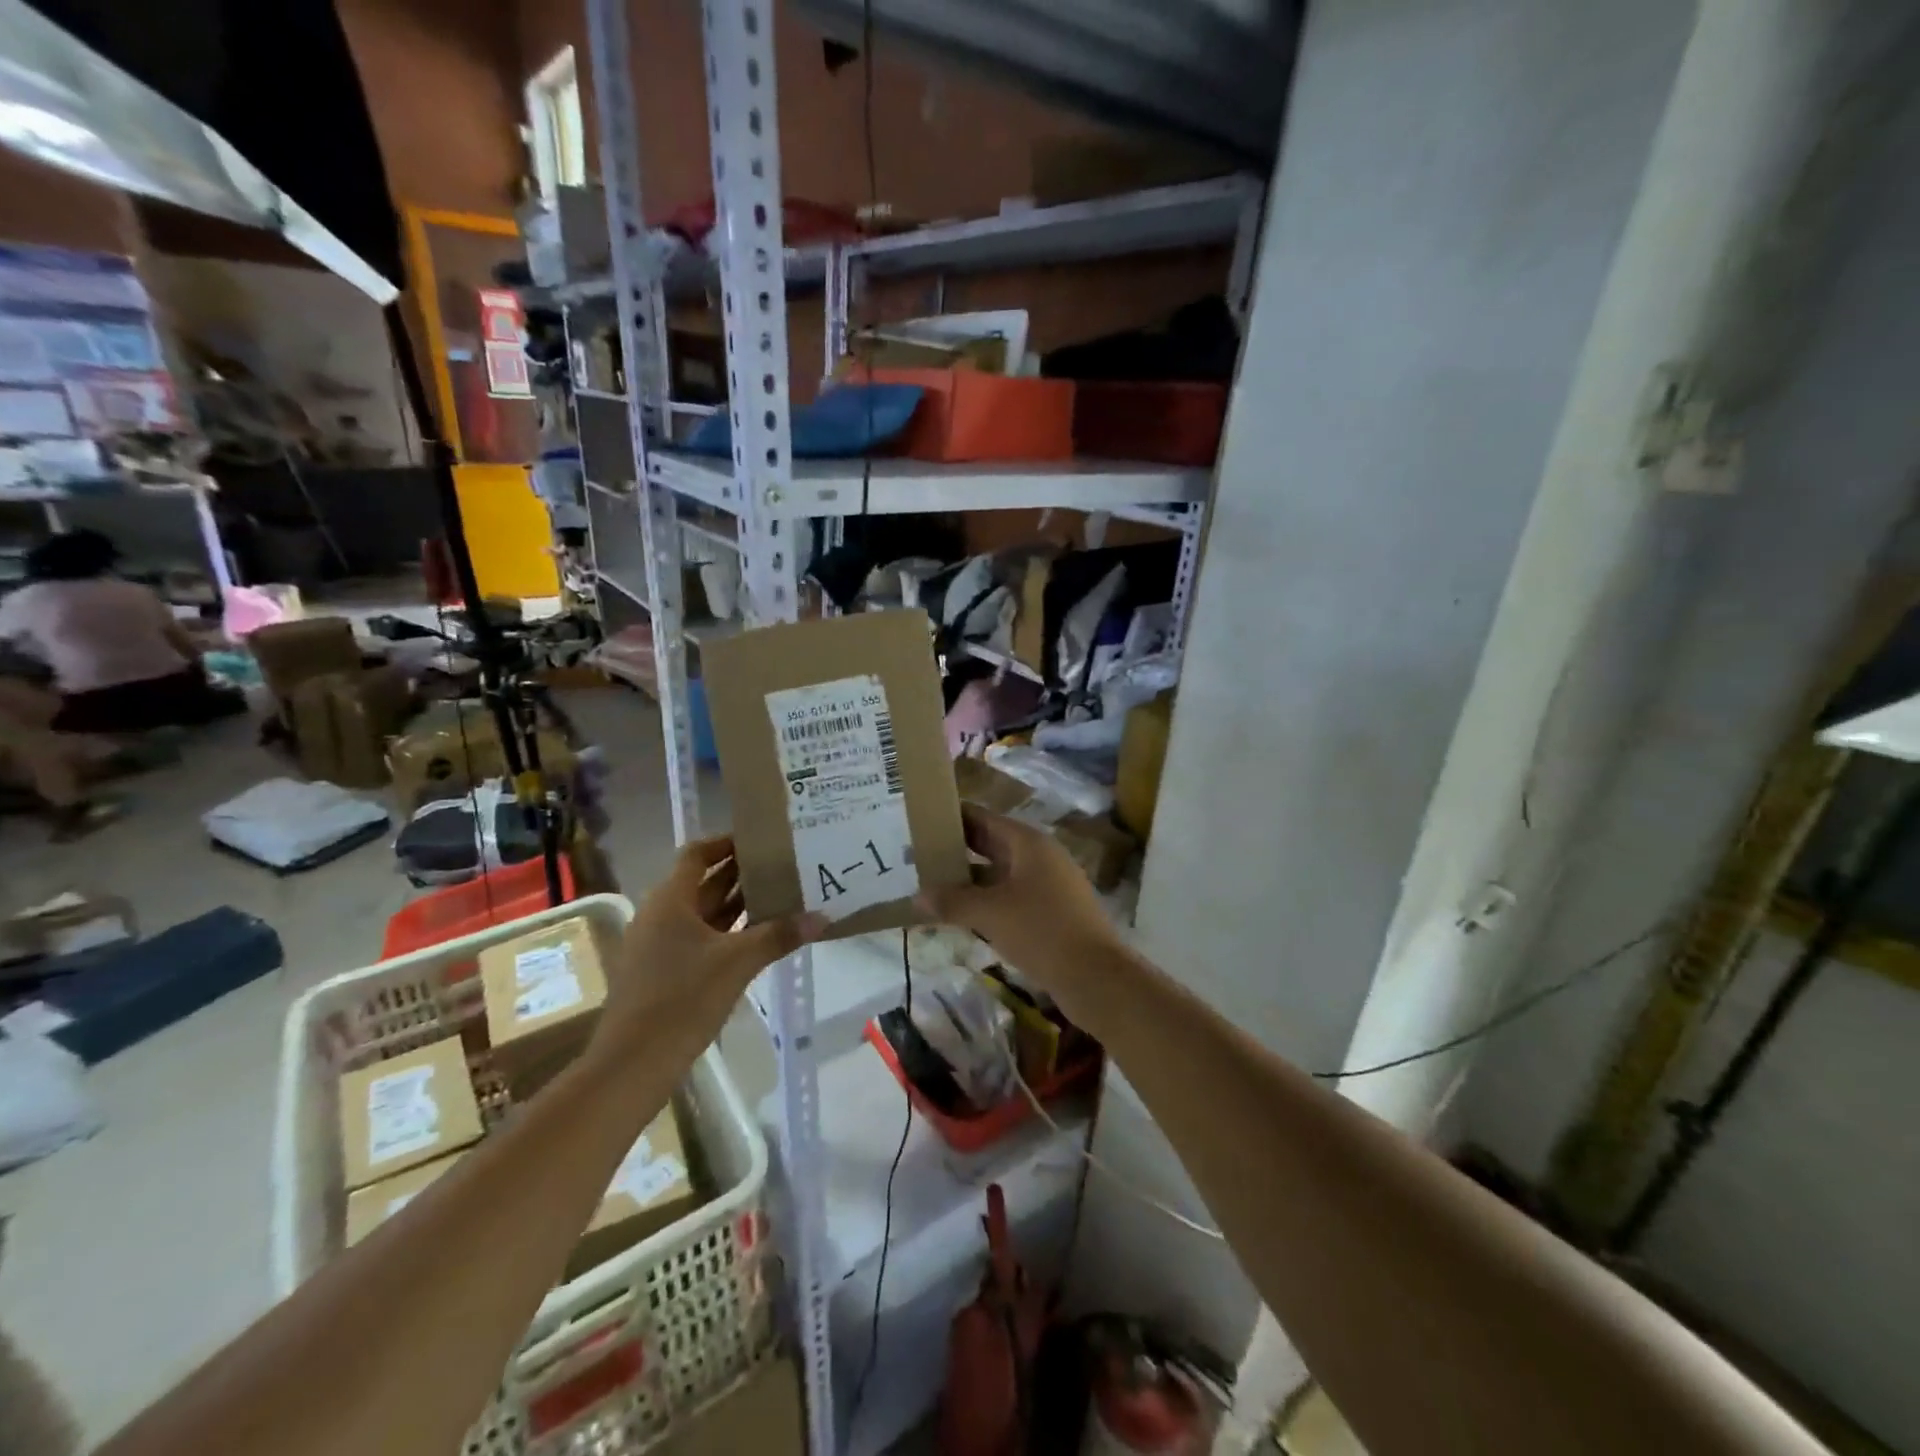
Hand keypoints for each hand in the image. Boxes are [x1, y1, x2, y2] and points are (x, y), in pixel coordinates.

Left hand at [597, 835, 823, 1056]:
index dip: (727, 843)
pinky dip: (729, 932)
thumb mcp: (738, 962)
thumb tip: (822, 917)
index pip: (698, 854)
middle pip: (703, 882)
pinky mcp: (664, 972)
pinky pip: (701, 938)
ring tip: (780, 895)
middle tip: (783, 865)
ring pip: (704, 913)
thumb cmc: (683, 999)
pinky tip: (759, 938)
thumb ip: (779, 935)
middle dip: (741, 873)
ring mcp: (660, 945)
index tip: (762, 840)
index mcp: (670, 900)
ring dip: (738, 904)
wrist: (633, 1064)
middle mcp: (661, 915)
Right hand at [915, 804, 1117, 1000]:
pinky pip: (1009, 897)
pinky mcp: (1050, 912)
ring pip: (999, 874)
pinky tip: (961, 916)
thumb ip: (952, 902)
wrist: (1096, 977)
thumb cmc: (1042, 932)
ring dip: (969, 880)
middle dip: (956, 850)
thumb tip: (917, 896)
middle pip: (991, 844)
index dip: (953, 817)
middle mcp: (1039, 857)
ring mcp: (1048, 885)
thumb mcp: (991, 914)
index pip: (983, 818)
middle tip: (918, 855)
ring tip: (932, 886)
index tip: (921, 820)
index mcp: (1028, 843)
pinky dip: (986, 902)